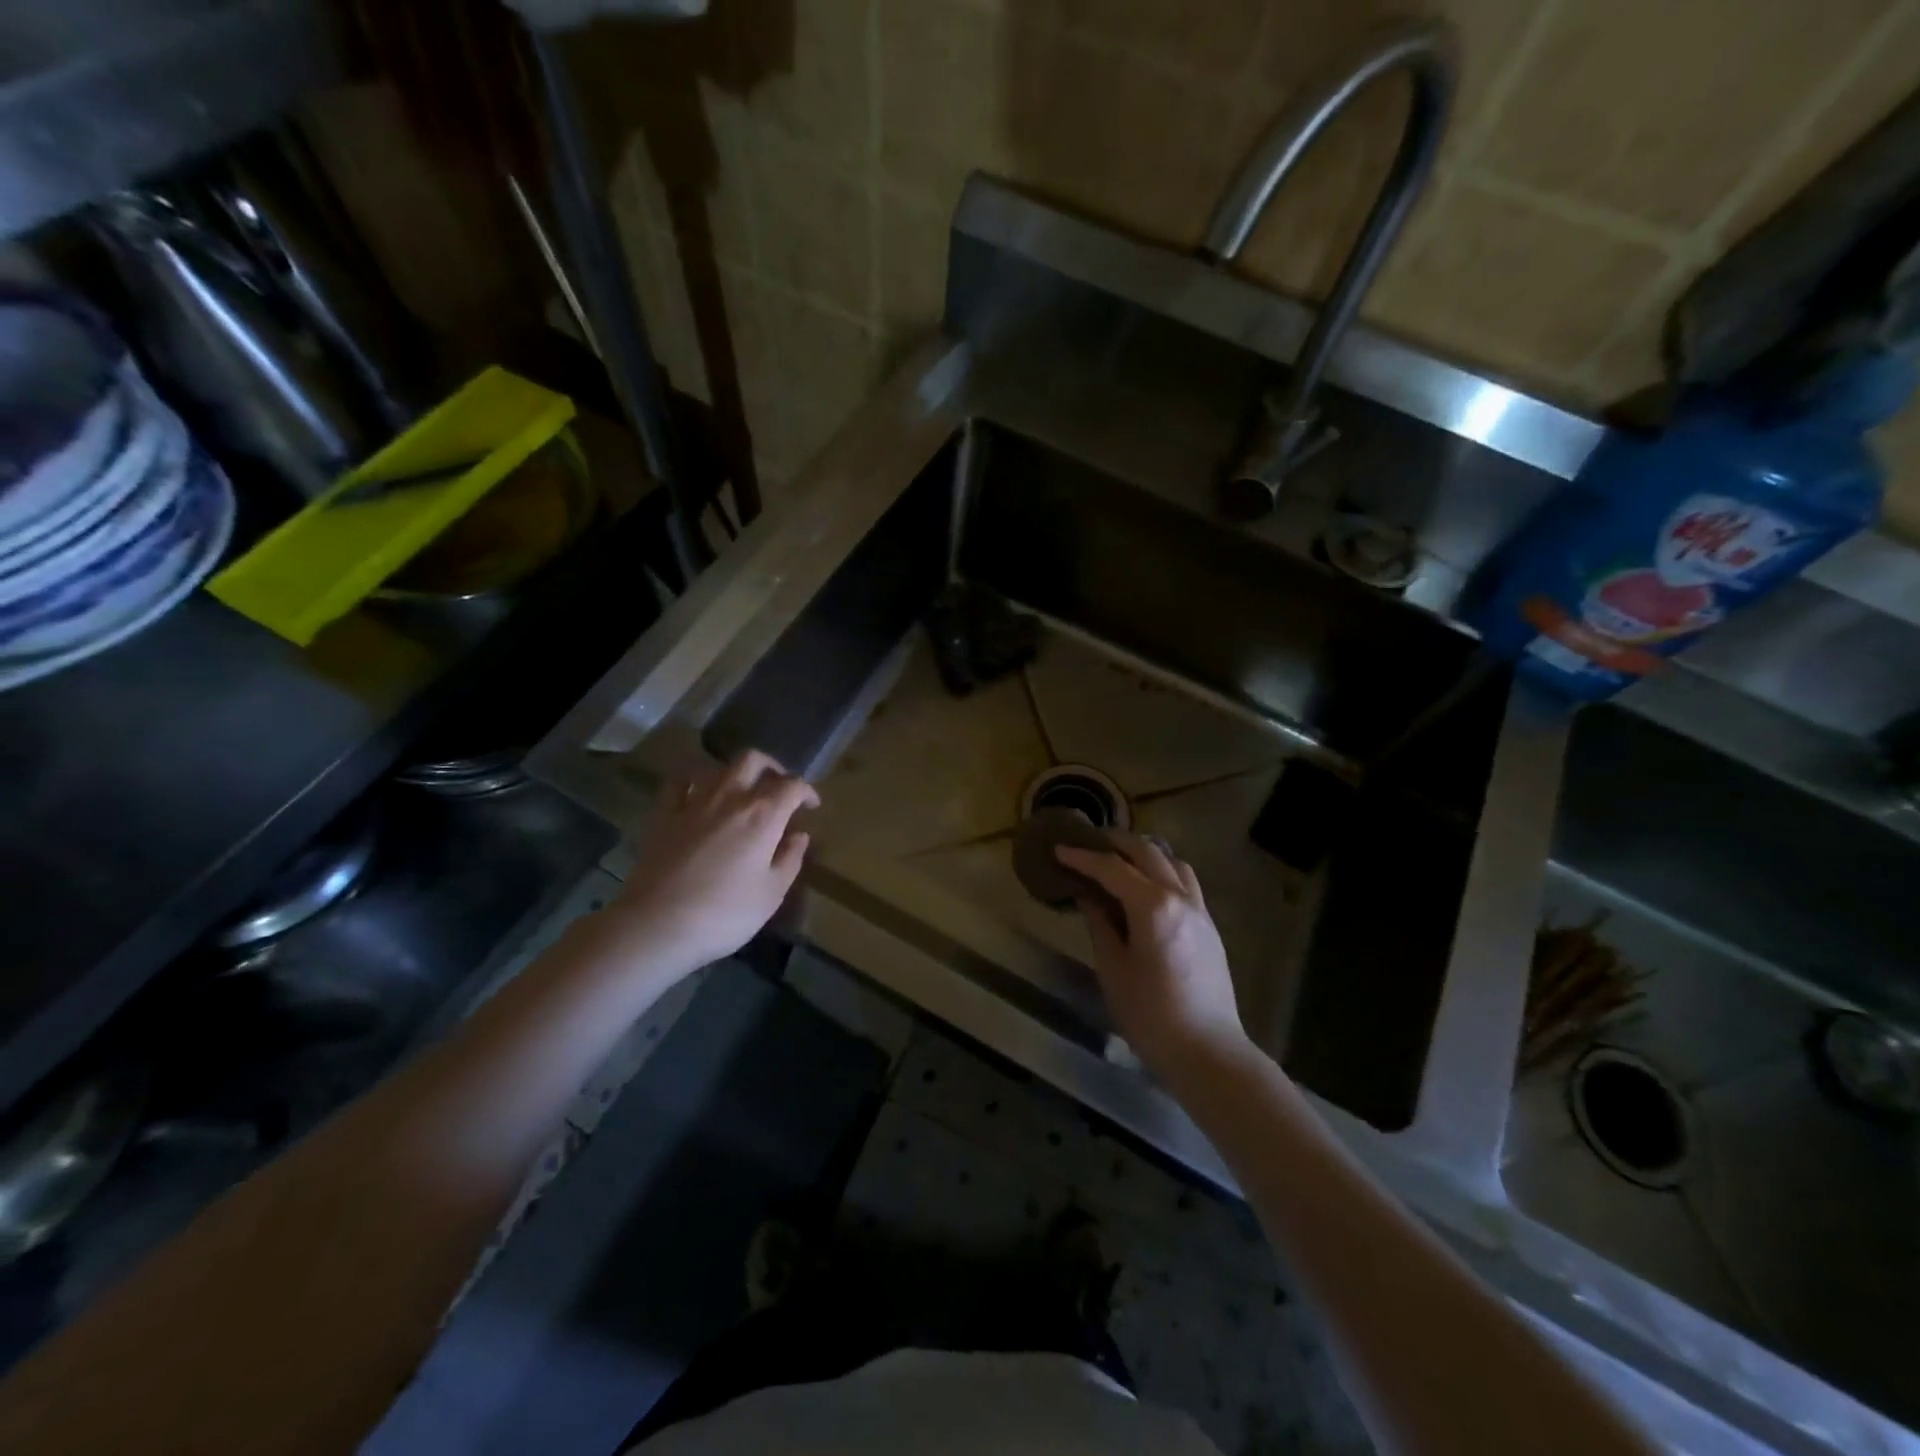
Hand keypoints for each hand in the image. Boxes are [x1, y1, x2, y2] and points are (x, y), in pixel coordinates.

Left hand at [611, 750, 818, 975]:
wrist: (657, 924)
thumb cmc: (724, 913)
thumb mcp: (771, 894)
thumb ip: (790, 859)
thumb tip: (799, 836)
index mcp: (763, 815)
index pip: (792, 786)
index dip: (807, 791)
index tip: (811, 806)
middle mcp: (730, 798)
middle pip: (753, 760)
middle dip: (771, 767)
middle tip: (778, 787)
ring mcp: (693, 803)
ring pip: (717, 767)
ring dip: (734, 774)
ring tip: (740, 793)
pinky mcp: (664, 815)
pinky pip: (679, 783)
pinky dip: (693, 782)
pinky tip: (697, 795)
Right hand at [1056, 834, 1246, 1083]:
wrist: (1207, 1051)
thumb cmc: (1149, 1014)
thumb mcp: (1113, 968)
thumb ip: (1100, 925)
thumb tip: (1088, 897)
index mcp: (1153, 906)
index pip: (1112, 868)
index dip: (1083, 857)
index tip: (1060, 849)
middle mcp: (1180, 897)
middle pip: (1147, 853)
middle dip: (1116, 843)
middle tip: (1089, 844)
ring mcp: (1200, 910)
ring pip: (1173, 862)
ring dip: (1145, 853)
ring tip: (1120, 860)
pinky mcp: (1209, 926)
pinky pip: (1185, 882)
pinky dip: (1163, 871)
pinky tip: (1148, 888)